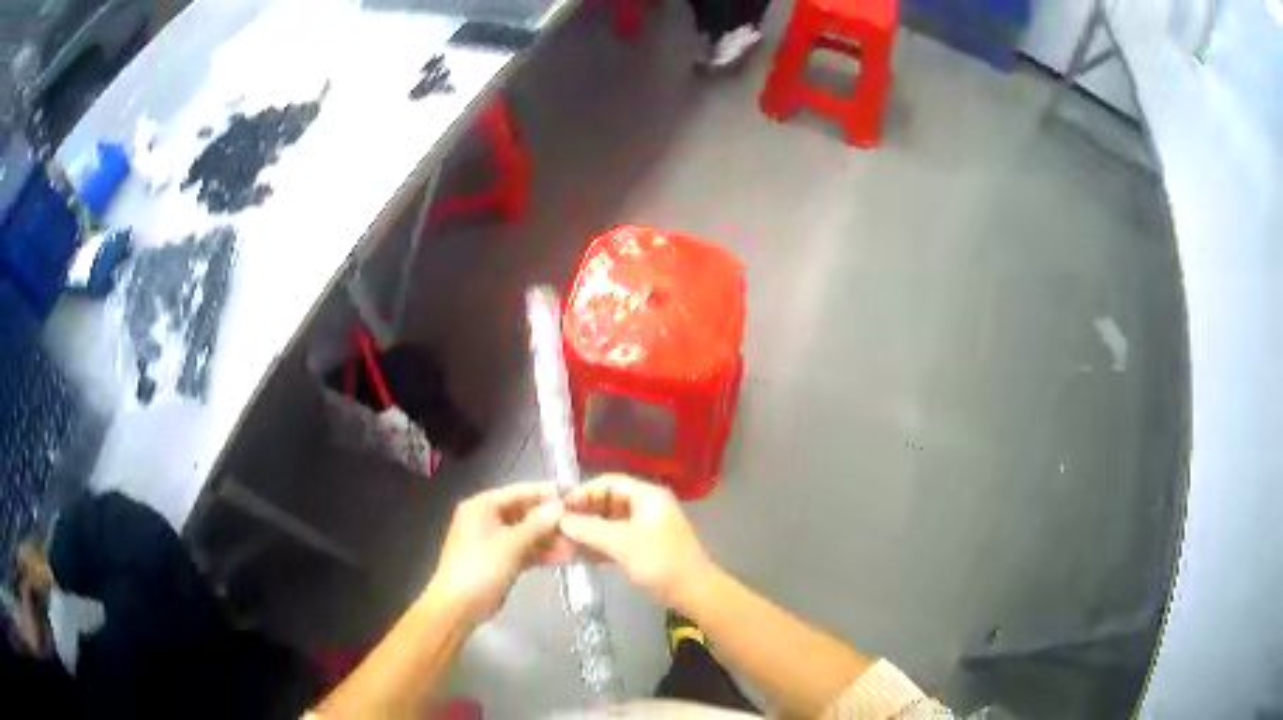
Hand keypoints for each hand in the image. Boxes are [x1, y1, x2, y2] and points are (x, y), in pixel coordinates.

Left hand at [426, 483, 573, 626]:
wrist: (459, 606)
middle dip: (550, 520)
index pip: (518, 492)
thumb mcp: (511, 544)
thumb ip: (537, 523)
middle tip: (579, 523)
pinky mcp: (499, 560)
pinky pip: (523, 550)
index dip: (544, 493)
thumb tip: (559, 505)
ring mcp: (492, 541)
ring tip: (576, 543)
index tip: (572, 495)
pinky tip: (564, 557)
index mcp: (481, 506)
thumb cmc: (481, 568)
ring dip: (549, 538)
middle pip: (523, 513)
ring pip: (526, 533)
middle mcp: (486, 519)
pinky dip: (540, 553)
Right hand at [560, 474, 714, 607]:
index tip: (560, 507)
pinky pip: (618, 538)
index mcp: (648, 496)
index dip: (584, 492)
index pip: (609, 482)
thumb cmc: (659, 561)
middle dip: (585, 513)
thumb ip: (589, 529)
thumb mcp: (621, 543)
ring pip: (612, 521)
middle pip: (609, 501)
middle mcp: (648, 506)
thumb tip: (561, 519)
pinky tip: (581, 554)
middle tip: (559, 526)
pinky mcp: (646, 547)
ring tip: (565, 542)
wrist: (693, 592)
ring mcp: (647, 527)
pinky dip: (601, 544)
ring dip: (590, 530)